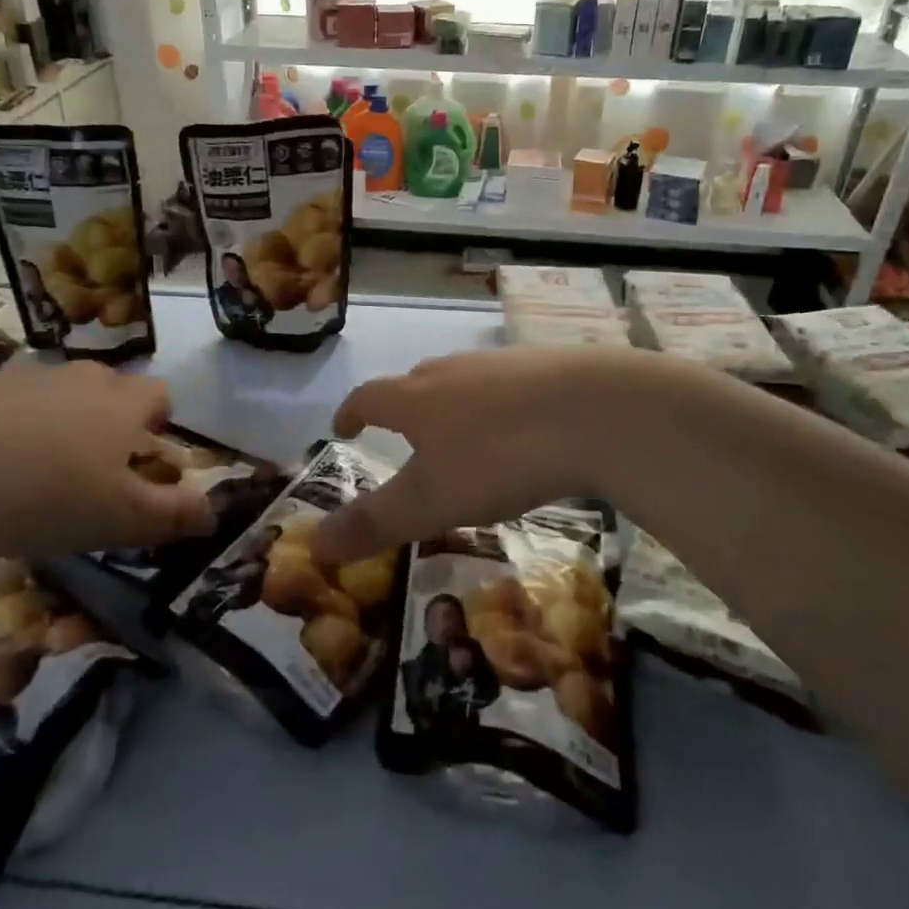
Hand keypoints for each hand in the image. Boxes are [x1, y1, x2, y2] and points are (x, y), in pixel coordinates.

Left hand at [0, 361, 213, 564]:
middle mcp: (77, 377)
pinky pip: (0, 403)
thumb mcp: (122, 518)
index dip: (159, 420)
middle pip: (106, 386)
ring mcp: (20, 377)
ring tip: (33, 469)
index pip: (158, 394)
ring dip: (54, 421)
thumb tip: (213, 513)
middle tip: (92, 465)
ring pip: (52, 393)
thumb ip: (173, 515)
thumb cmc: (50, 496)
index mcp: (120, 402)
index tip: (147, 452)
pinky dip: (2, 426)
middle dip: (107, 418)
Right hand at [312, 348, 645, 564]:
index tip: (343, 427)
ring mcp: (500, 363)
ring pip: (462, 381)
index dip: (351, 412)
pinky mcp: (545, 365)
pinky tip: (520, 427)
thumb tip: (314, 544)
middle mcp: (451, 371)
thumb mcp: (431, 501)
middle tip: (404, 433)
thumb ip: (374, 522)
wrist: (595, 410)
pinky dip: (499, 404)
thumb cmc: (498, 457)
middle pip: (415, 382)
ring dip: (452, 404)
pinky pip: (507, 384)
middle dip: (402, 406)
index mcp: (416, 398)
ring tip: (461, 435)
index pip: (368, 398)